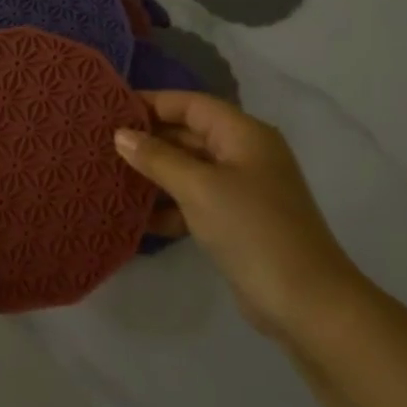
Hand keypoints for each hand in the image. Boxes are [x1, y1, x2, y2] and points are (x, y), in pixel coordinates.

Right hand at [114, 92, 361, 336]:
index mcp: (243, 134)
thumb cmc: (251, 230)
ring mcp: (241, 190)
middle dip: (147, 141)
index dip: (151, 103)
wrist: (305, 302)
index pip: (190, 104)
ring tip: (110, 180)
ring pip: (188, 170)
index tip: (109, 111)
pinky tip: (137, 219)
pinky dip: (169, 207)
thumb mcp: (199, 188)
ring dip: (154, 176)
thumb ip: (157, 158)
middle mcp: (244, 154)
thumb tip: (121, 135)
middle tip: (101, 146)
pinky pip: (194, 201)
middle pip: (188, 134)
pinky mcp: (236, 222)